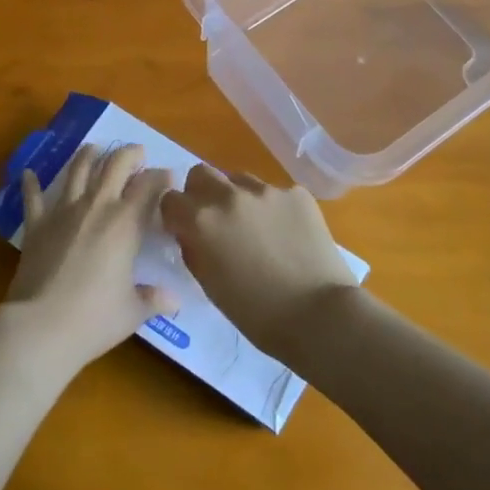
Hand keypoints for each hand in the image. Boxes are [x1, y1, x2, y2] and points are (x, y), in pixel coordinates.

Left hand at [5, 143, 172, 378]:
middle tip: (137, 152)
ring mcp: (63, 212)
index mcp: (126, 223)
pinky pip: (33, 198)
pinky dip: (31, 184)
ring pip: (77, 171)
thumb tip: (173, 301)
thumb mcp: (133, 311)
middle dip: (129, 154)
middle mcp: (96, 207)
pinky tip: (28, 172)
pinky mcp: (36, 225)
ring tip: (94, 148)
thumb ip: (153, 299)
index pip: (149, 186)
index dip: (160, 176)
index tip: (167, 175)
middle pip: (114, 166)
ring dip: (88, 156)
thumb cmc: (95, 318)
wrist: (42, 326)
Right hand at [160, 166, 358, 358]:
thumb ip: (193, 249)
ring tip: (253, 227)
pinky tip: (285, 234)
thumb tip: (190, 233)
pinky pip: (274, 192)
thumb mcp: (208, 284)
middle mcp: (229, 196)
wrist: (319, 315)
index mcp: (201, 220)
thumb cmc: (256, 313)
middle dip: (200, 193)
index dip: (175, 215)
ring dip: (236, 197)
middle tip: (214, 220)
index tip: (183, 229)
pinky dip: (271, 207)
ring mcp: (266, 191)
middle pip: (201, 174)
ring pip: (238, 179)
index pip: (170, 199)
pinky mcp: (297, 194)